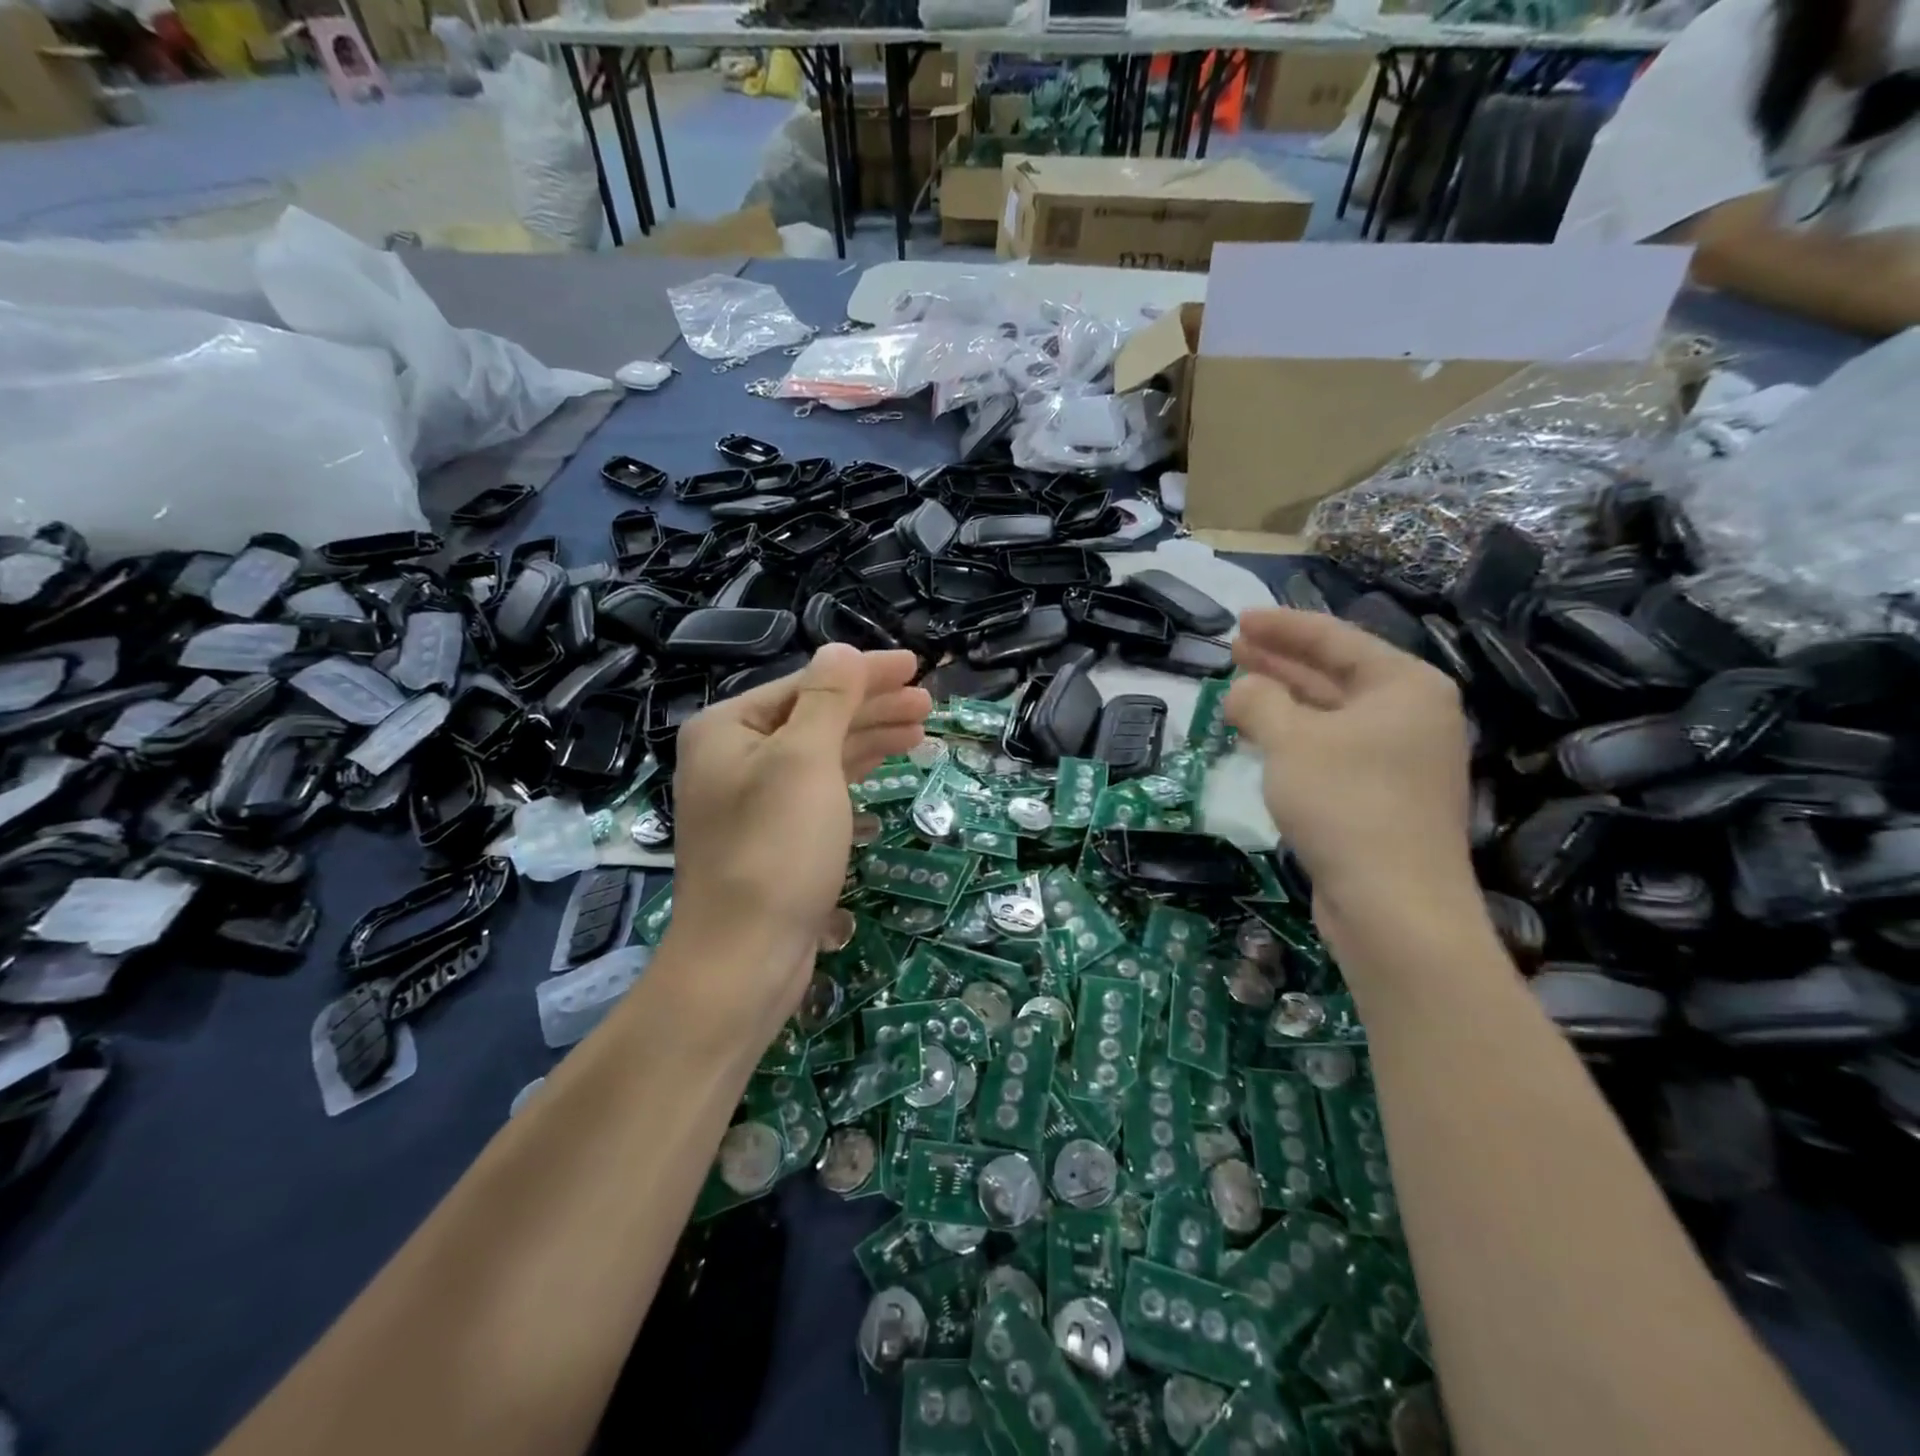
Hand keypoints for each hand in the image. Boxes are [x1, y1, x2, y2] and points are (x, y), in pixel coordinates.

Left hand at [666, 645, 930, 1035]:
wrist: (743, 958)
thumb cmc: (775, 849)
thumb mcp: (804, 760)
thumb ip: (827, 698)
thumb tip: (840, 649)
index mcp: (729, 728)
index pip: (807, 683)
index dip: (865, 672)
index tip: (915, 666)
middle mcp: (734, 757)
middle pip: (815, 715)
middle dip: (872, 704)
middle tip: (928, 701)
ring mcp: (753, 798)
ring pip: (820, 752)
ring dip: (870, 736)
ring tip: (920, 728)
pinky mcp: (774, 835)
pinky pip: (820, 786)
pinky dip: (854, 771)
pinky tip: (885, 764)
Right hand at [1225, 608, 1474, 928]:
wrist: (1393, 906)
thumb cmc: (1345, 804)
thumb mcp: (1290, 741)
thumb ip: (1259, 701)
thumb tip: (1242, 689)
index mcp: (1404, 686)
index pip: (1336, 639)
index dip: (1284, 627)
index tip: (1240, 620)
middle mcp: (1411, 715)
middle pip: (1335, 674)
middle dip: (1282, 661)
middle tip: (1233, 648)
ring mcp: (1400, 759)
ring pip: (1331, 714)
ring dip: (1284, 700)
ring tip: (1239, 687)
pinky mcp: (1382, 796)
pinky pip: (1332, 748)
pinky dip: (1295, 737)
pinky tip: (1262, 737)